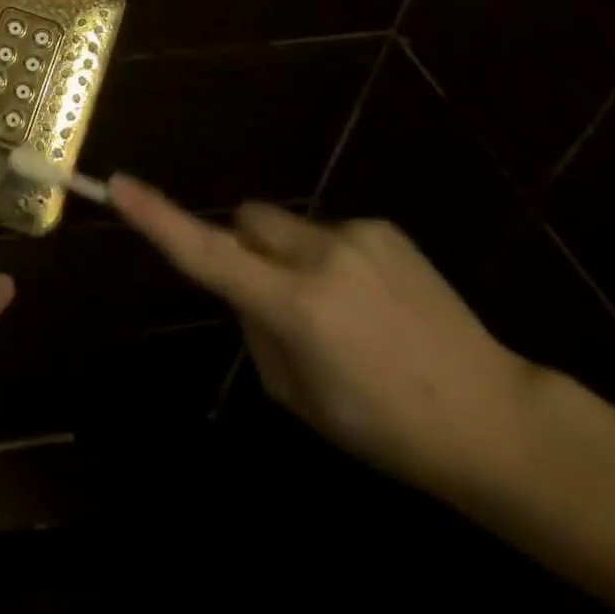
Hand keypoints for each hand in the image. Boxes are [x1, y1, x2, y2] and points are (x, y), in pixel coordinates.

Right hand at [111, 176, 539, 497]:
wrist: (494, 419)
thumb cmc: (384, 428)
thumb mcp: (298, 395)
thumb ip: (256, 328)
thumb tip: (245, 286)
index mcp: (295, 307)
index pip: (209, 255)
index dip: (159, 220)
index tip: (119, 185)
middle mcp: (320, 257)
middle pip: (247, 220)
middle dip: (245, 245)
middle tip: (276, 297)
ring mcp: (356, 235)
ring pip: (287, 226)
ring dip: (291, 256)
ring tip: (343, 310)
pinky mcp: (384, 228)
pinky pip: (330, 232)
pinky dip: (332, 259)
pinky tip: (375, 302)